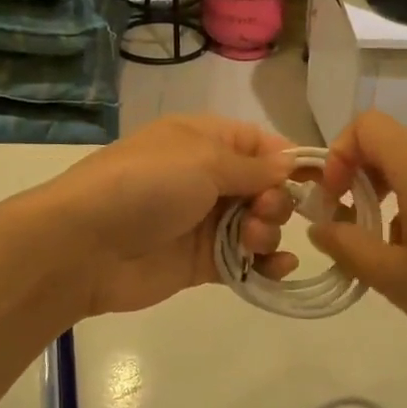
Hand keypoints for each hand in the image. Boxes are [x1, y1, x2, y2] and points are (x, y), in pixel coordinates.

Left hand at [40, 115, 299, 316]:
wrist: (84, 245)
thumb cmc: (146, 185)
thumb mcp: (203, 160)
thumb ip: (253, 166)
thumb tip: (291, 164)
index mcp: (205, 139)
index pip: (261, 144)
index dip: (290, 161)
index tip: (322, 182)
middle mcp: (207, 176)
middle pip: (264, 186)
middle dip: (277, 200)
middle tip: (263, 213)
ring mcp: (203, 221)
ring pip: (257, 224)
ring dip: (268, 232)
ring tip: (254, 242)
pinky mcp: (200, 261)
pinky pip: (243, 260)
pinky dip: (264, 263)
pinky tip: (277, 268)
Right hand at [311, 111, 406, 382]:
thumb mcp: (394, 278)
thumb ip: (347, 246)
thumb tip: (319, 227)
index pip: (367, 125)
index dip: (339, 154)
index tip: (333, 200)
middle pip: (387, 143)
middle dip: (355, 177)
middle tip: (343, 226)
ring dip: (381, 196)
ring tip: (377, 248)